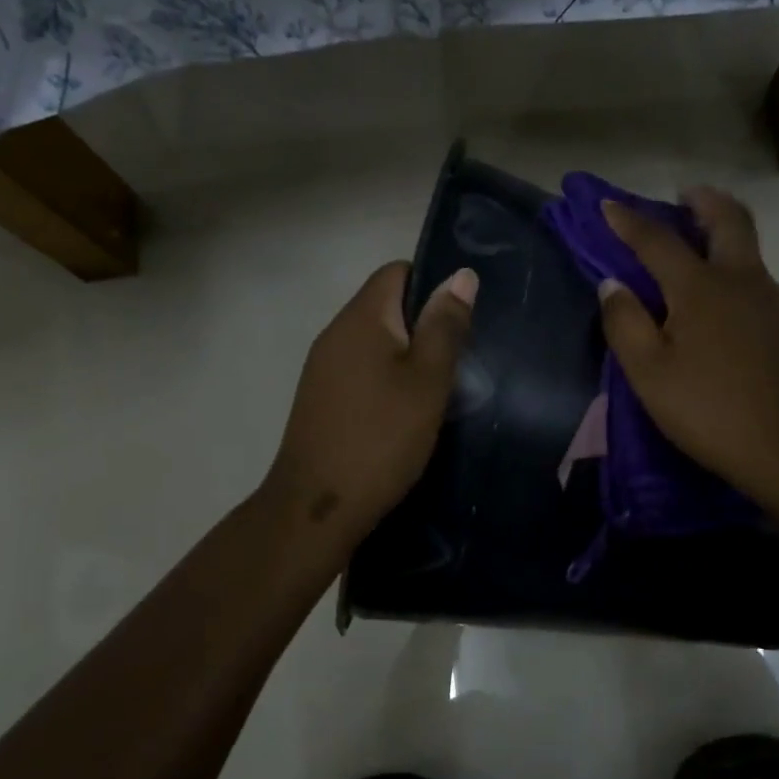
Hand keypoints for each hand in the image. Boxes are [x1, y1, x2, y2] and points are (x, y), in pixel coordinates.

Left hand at [263, 260, 476, 544]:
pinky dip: (386, 382)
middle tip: (458, 362)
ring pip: (374, 344)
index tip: (460, 321)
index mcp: (360, 318)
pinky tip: (404, 415)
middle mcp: (335, 334)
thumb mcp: (427, 381)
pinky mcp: (320, 400)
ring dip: (406, 358)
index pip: (396, 272)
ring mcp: (322, 369)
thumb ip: (445, 327)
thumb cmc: (381, 438)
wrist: (317, 506)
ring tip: (437, 391)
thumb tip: (460, 274)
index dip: (433, 285)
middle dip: (424, 326)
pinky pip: (361, 372)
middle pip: (385, 307)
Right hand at [598, 187, 778, 508]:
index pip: (658, 241)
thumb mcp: (649, 373)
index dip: (629, 222)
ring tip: (706, 249)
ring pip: (752, 251)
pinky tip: (735, 303)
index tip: (609, 205)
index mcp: (700, 288)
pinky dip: (744, 276)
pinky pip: (765, 285)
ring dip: (727, 235)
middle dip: (704, 202)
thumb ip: (625, 323)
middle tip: (686, 196)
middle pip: (729, 221)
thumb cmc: (708, 410)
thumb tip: (612, 284)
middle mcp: (743, 281)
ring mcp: (775, 302)